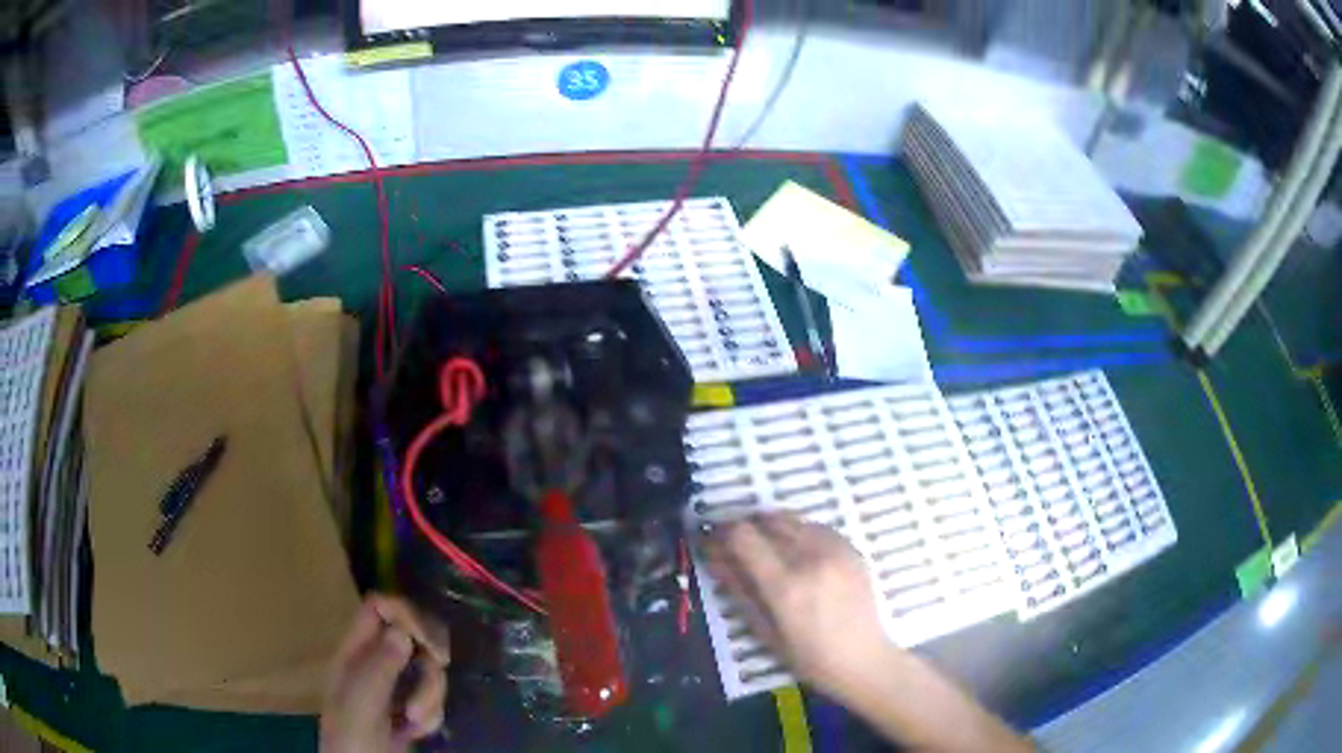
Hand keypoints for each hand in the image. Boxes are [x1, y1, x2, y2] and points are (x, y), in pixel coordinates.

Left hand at [320, 594, 449, 752]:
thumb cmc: (352, 740)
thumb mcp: (361, 705)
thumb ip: (378, 669)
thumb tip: (402, 631)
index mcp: (353, 653)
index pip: (379, 607)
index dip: (405, 614)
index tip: (425, 643)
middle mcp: (374, 663)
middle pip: (413, 636)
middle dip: (429, 663)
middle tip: (433, 680)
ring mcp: (393, 687)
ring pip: (428, 670)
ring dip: (432, 697)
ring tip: (415, 723)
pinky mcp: (410, 708)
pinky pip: (434, 697)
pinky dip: (433, 715)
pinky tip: (417, 732)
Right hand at [704, 512, 889, 700]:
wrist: (864, 659)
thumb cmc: (809, 658)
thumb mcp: (765, 631)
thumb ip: (739, 589)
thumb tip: (714, 558)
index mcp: (785, 584)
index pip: (743, 536)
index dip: (721, 533)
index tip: (711, 541)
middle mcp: (811, 558)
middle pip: (768, 519)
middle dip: (745, 527)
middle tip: (736, 545)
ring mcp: (836, 549)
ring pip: (793, 519)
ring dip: (772, 527)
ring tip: (766, 549)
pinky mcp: (852, 549)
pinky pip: (817, 527)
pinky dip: (799, 532)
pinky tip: (796, 552)